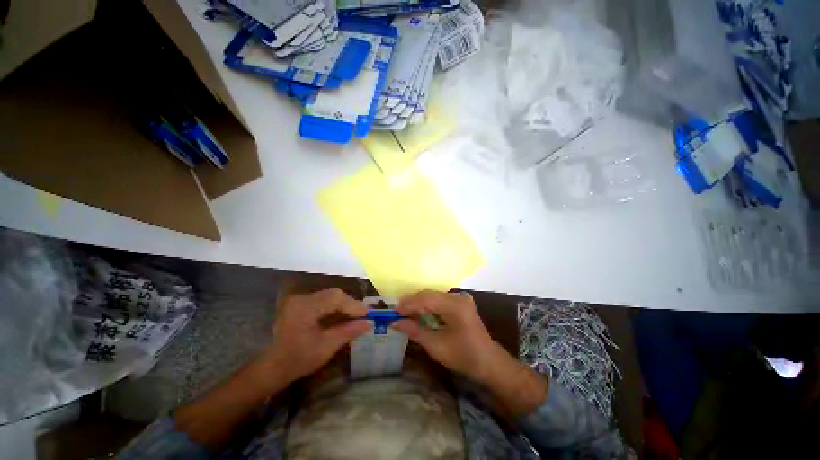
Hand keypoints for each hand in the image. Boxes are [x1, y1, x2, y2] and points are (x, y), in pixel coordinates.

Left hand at [264, 288, 369, 383]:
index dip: (354, 305)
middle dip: (350, 304)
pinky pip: (323, 300)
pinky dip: (335, 306)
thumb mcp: (326, 347)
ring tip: (356, 315)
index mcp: (305, 308)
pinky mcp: (300, 303)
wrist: (273, 367)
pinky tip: (342, 315)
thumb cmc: (299, 360)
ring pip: (329, 295)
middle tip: (364, 315)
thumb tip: (370, 322)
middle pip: (333, 294)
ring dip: (344, 304)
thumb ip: (349, 331)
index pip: (335, 298)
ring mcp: (300, 299)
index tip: (368, 314)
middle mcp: (301, 298)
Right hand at [393, 290, 547, 416]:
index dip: (408, 303)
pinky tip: (419, 312)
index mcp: (455, 306)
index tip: (394, 311)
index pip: (426, 298)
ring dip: (419, 303)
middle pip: (429, 294)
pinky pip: (439, 299)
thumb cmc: (463, 356)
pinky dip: (428, 305)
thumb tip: (395, 322)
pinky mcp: (460, 302)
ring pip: (433, 295)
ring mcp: (460, 298)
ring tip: (405, 312)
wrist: (488, 361)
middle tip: (397, 312)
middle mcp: (458, 296)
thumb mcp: (435, 345)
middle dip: (412, 302)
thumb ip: (414, 330)